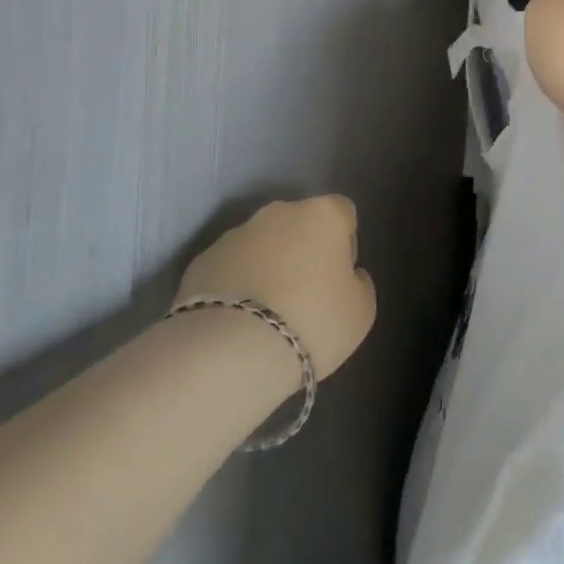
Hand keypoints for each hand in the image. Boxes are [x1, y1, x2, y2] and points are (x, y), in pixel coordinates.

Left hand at [177, 197, 375, 379]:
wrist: (231, 351)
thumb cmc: (313, 322)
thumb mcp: (361, 311)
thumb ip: (359, 283)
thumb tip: (347, 275)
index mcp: (323, 214)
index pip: (343, 213)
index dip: (345, 244)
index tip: (339, 278)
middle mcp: (278, 212)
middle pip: (299, 224)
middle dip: (302, 251)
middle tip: (304, 296)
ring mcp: (235, 234)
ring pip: (261, 245)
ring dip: (267, 267)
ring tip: (265, 315)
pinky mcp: (201, 260)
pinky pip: (230, 268)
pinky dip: (236, 286)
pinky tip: (237, 322)